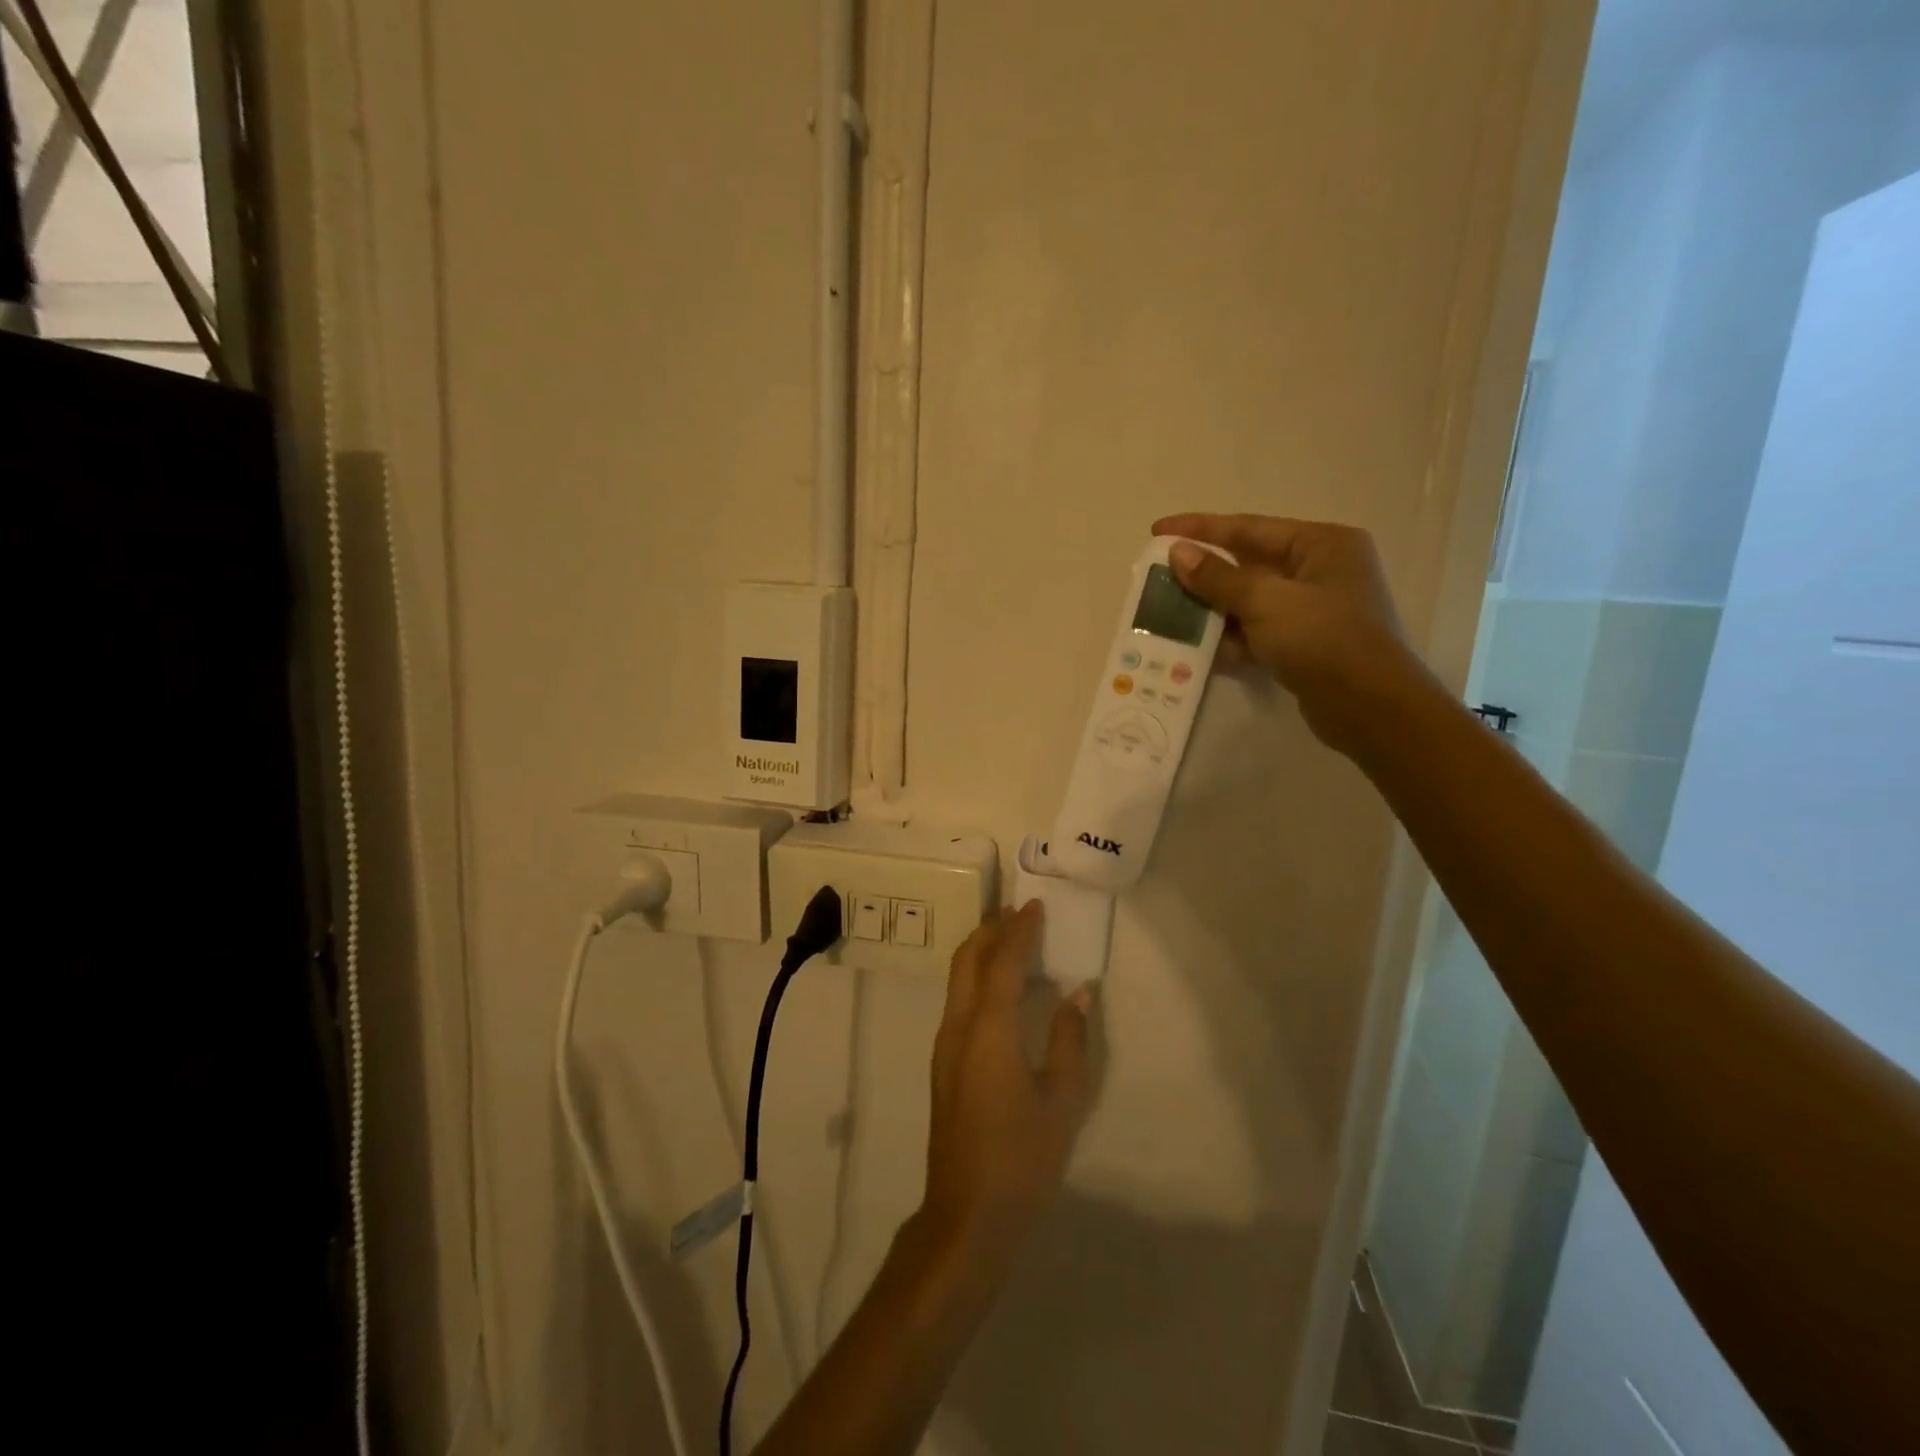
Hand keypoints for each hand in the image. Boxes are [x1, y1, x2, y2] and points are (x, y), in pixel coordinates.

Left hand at [921, 902, 1091, 1272]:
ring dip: (981, 951)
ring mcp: (944, 1045)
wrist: (968, 1214)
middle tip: (1019, 913)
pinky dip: (977, 978)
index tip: (1036, 906)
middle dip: (991, 929)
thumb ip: (1070, 1039)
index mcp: (989, 1029)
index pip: (1002, 961)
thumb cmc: (1022, 1158)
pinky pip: (958, 1000)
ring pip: (958, 979)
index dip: (1020, 930)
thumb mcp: (1062, 1100)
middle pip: (967, 959)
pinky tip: (1000, 990)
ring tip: (1011, 939)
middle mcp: (958, 1026)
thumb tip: (1078, 994)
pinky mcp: (943, 1064)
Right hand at [1154, 513, 1435, 755]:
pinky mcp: (1304, 645)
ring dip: (1210, 611)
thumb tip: (1177, 553)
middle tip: (1157, 578)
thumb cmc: (1324, 639)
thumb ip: (1218, 578)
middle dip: (1202, 575)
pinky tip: (1195, 650)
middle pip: (1246, 566)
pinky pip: (1256, 633)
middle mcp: (1319, 571)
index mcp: (1320, 545)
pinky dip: (1229, 640)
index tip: (1157, 530)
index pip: (1248, 528)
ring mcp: (1312, 611)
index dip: (1199, 528)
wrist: (1370, 708)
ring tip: (1167, 616)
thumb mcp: (1266, 602)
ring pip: (1248, 603)